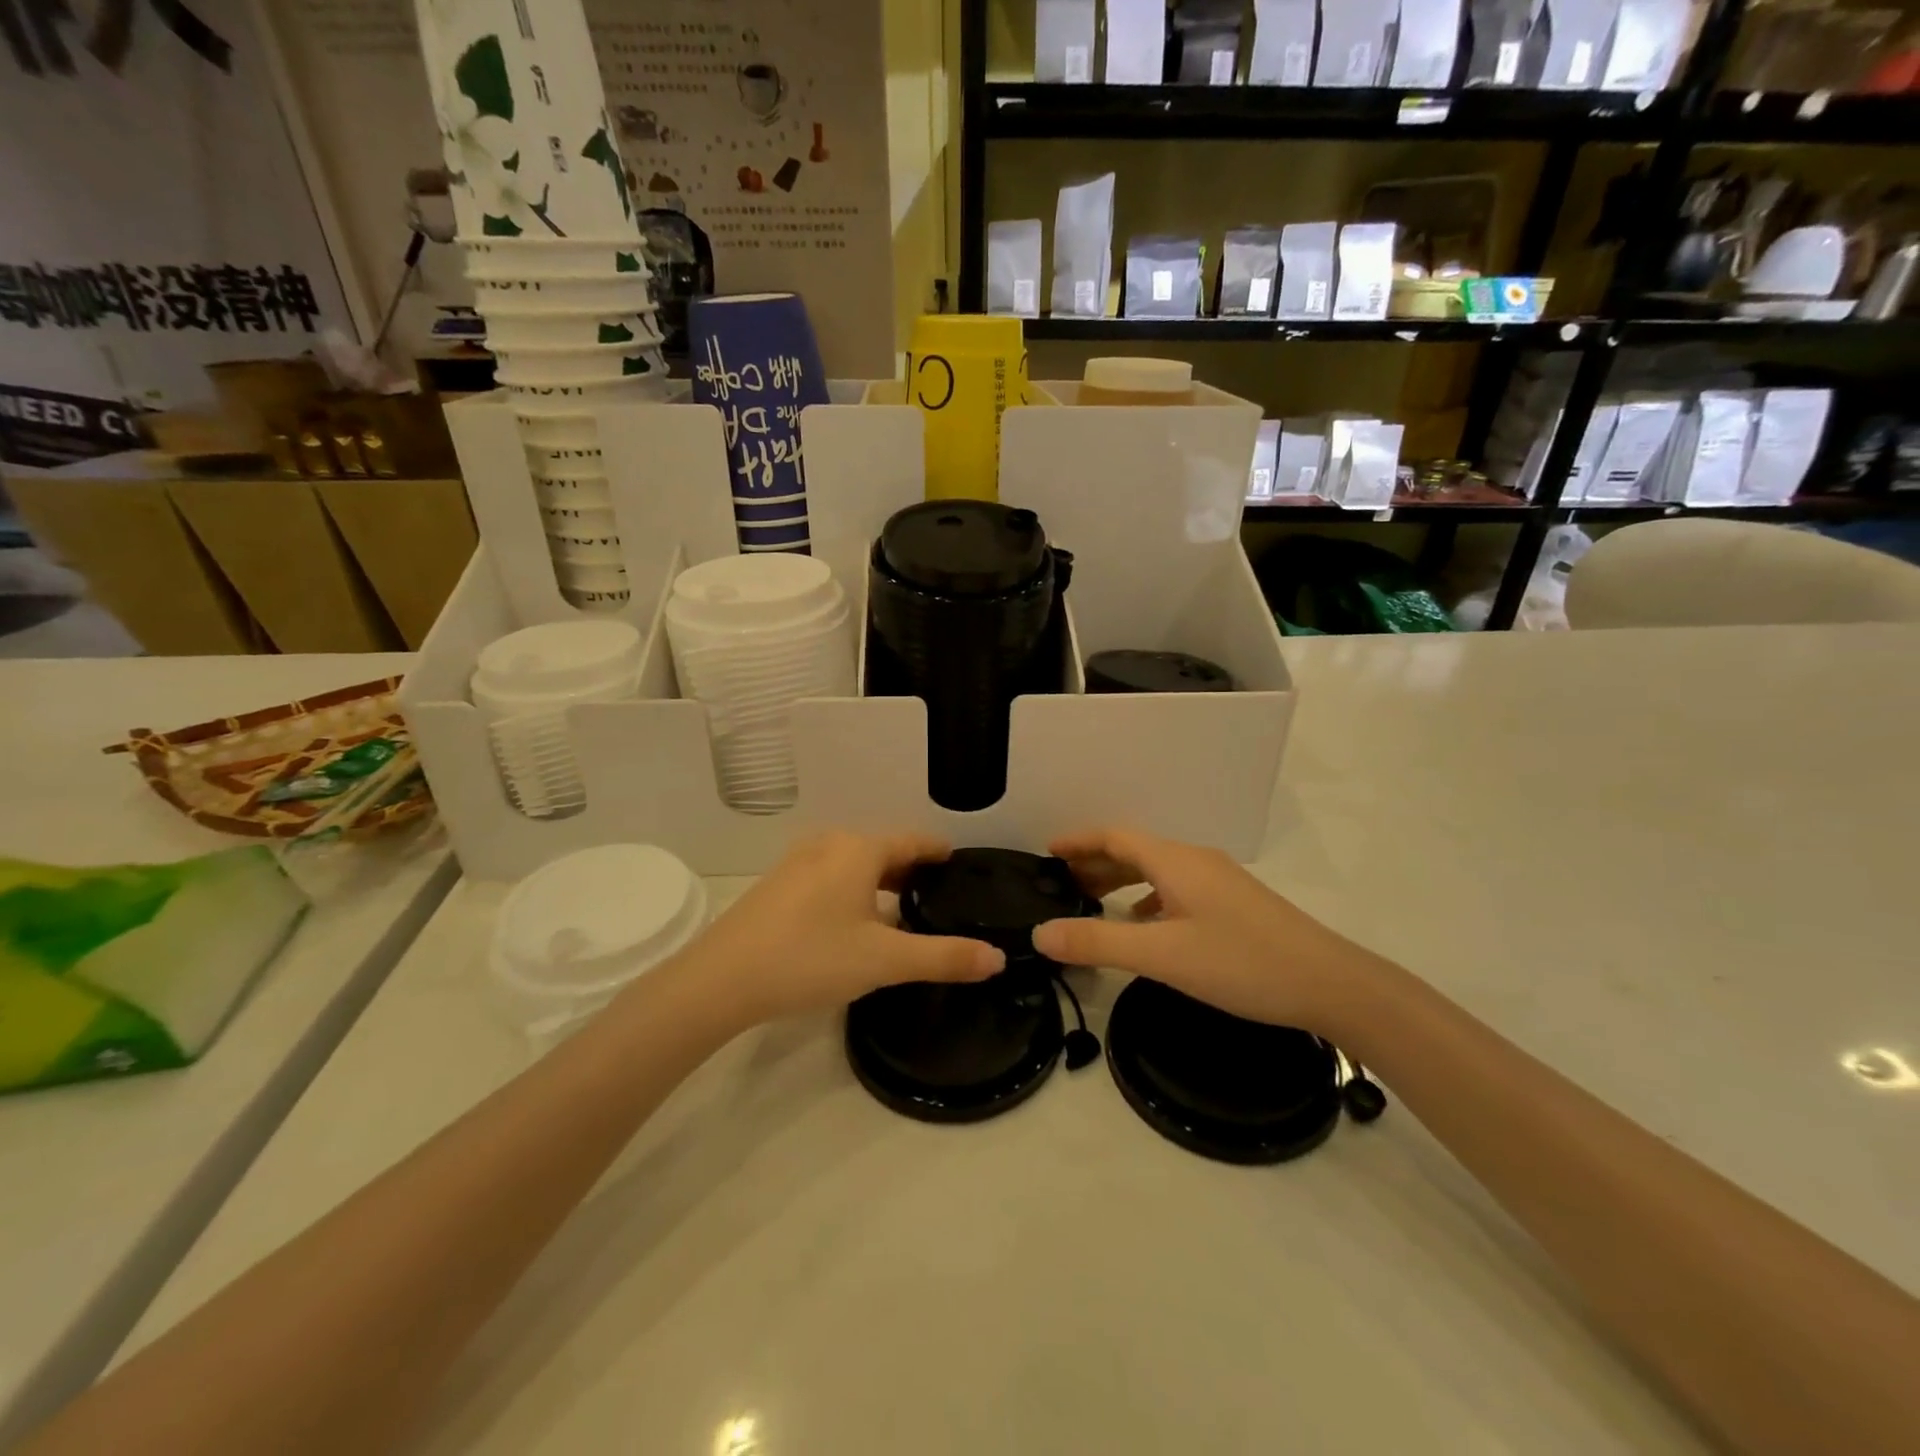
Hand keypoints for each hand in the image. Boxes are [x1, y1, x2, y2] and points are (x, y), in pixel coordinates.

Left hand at [677, 832, 1004, 1025]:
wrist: (720, 980)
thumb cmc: (811, 958)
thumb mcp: (885, 961)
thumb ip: (944, 957)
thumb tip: (998, 958)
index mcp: (859, 850)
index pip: (913, 841)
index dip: (939, 852)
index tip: (961, 865)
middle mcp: (829, 844)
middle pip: (883, 850)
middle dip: (912, 871)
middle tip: (940, 898)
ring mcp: (798, 863)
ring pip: (854, 865)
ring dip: (881, 883)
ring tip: (903, 913)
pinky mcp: (777, 886)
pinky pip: (830, 877)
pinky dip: (853, 891)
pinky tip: (854, 924)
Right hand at [1030, 828, 1374, 1033]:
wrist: (1332, 985)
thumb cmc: (1242, 963)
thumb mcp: (1162, 955)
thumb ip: (1098, 942)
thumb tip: (1040, 933)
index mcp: (1176, 861)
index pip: (1115, 837)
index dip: (1079, 841)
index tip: (1047, 852)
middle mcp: (1196, 861)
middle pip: (1135, 850)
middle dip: (1096, 863)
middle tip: (1062, 884)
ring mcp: (1220, 882)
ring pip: (1158, 871)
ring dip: (1122, 881)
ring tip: (1094, 903)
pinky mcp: (1236, 905)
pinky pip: (1178, 889)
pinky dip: (1150, 899)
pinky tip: (1146, 926)